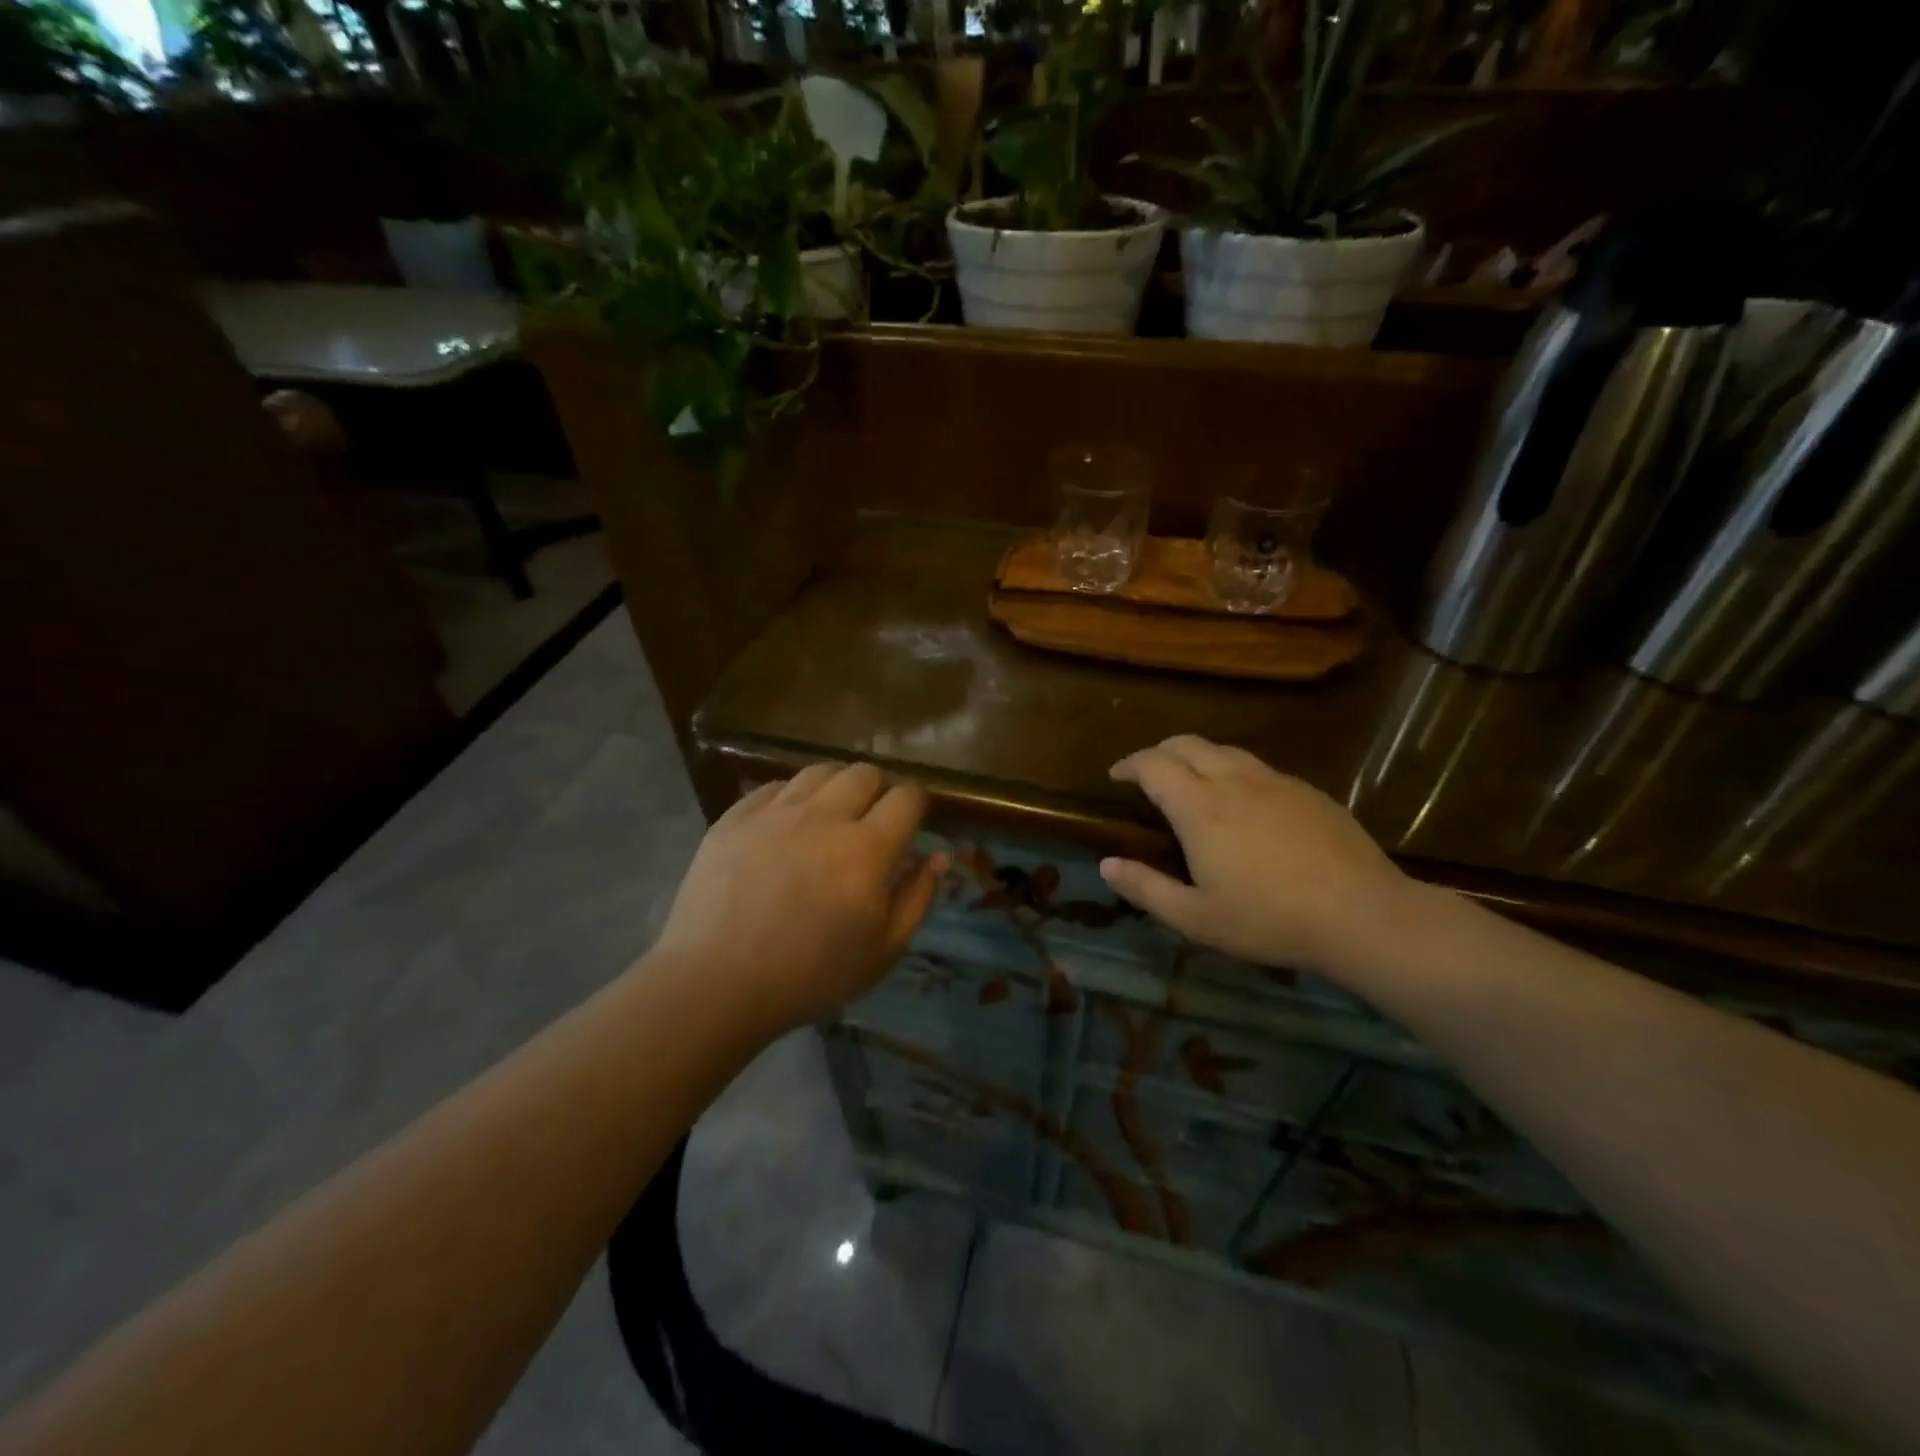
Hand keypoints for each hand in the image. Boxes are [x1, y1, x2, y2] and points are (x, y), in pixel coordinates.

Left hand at [651, 762, 947, 1033]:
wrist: (715, 984)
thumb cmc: (810, 976)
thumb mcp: (883, 951)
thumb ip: (918, 897)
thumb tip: (939, 856)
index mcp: (868, 850)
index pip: (908, 797)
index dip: (916, 805)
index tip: (911, 823)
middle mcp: (825, 817)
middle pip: (865, 773)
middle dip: (878, 791)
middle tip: (870, 822)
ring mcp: (775, 812)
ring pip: (820, 771)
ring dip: (836, 787)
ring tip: (830, 816)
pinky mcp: (736, 816)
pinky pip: (775, 786)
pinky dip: (792, 798)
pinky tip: (787, 826)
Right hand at [1098, 736, 1409, 974]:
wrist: (1362, 915)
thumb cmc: (1270, 920)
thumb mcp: (1196, 918)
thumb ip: (1146, 888)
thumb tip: (1106, 864)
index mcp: (1200, 808)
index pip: (1153, 765)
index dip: (1128, 765)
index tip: (1115, 777)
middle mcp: (1234, 781)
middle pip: (1186, 743)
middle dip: (1158, 752)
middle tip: (1147, 776)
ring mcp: (1275, 781)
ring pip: (1224, 750)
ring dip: (1196, 757)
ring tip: (1191, 783)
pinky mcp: (1307, 791)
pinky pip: (1257, 767)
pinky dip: (1232, 771)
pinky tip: (1242, 804)